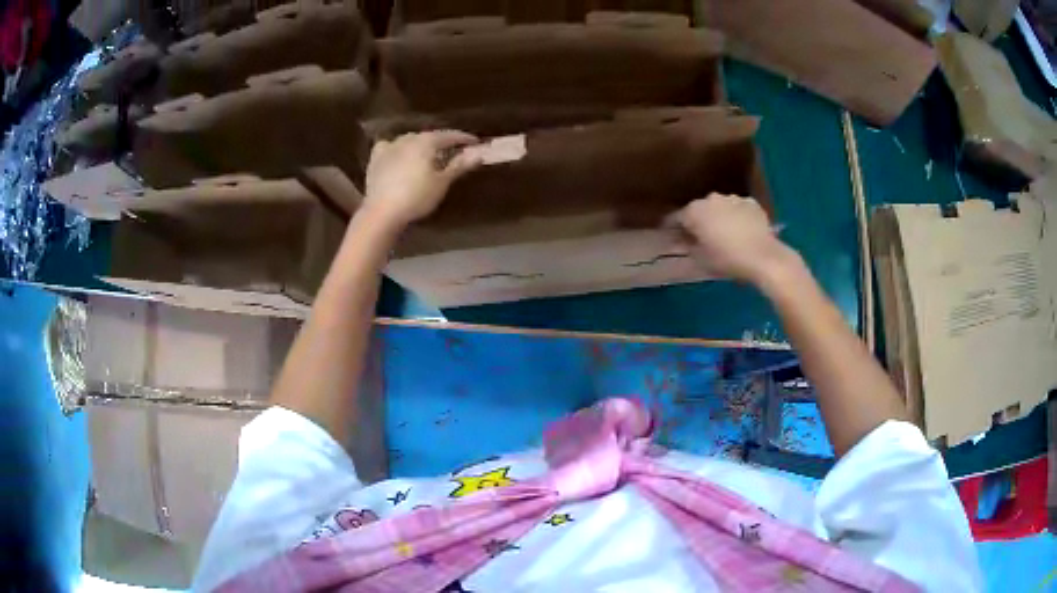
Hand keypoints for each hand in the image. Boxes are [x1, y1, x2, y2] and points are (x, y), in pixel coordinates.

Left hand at [362, 130, 482, 228]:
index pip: (449, 135)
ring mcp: (389, 147)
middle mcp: (407, 138)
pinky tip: (399, 154)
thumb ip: (459, 166)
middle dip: (442, 142)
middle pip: (429, 137)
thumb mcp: (442, 183)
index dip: (463, 138)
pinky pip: (390, 147)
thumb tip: (478, 154)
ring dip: (421, 145)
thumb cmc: (416, 197)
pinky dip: (398, 148)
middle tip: (453, 150)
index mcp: (425, 141)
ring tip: (429, 155)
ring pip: (410, 140)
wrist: (382, 212)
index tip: (475, 142)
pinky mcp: (375, 159)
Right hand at [669, 193, 794, 283]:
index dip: (674, 228)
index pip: (677, 217)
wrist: (763, 257)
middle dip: (699, 221)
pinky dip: (738, 217)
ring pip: (721, 207)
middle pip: (700, 210)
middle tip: (702, 238)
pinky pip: (739, 209)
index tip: (674, 237)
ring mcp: (733, 198)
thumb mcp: (701, 259)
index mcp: (694, 211)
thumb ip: (688, 246)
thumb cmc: (727, 259)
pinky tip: (743, 232)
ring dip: (720, 218)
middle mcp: (712, 199)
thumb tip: (683, 240)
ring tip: (725, 235)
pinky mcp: (752, 203)